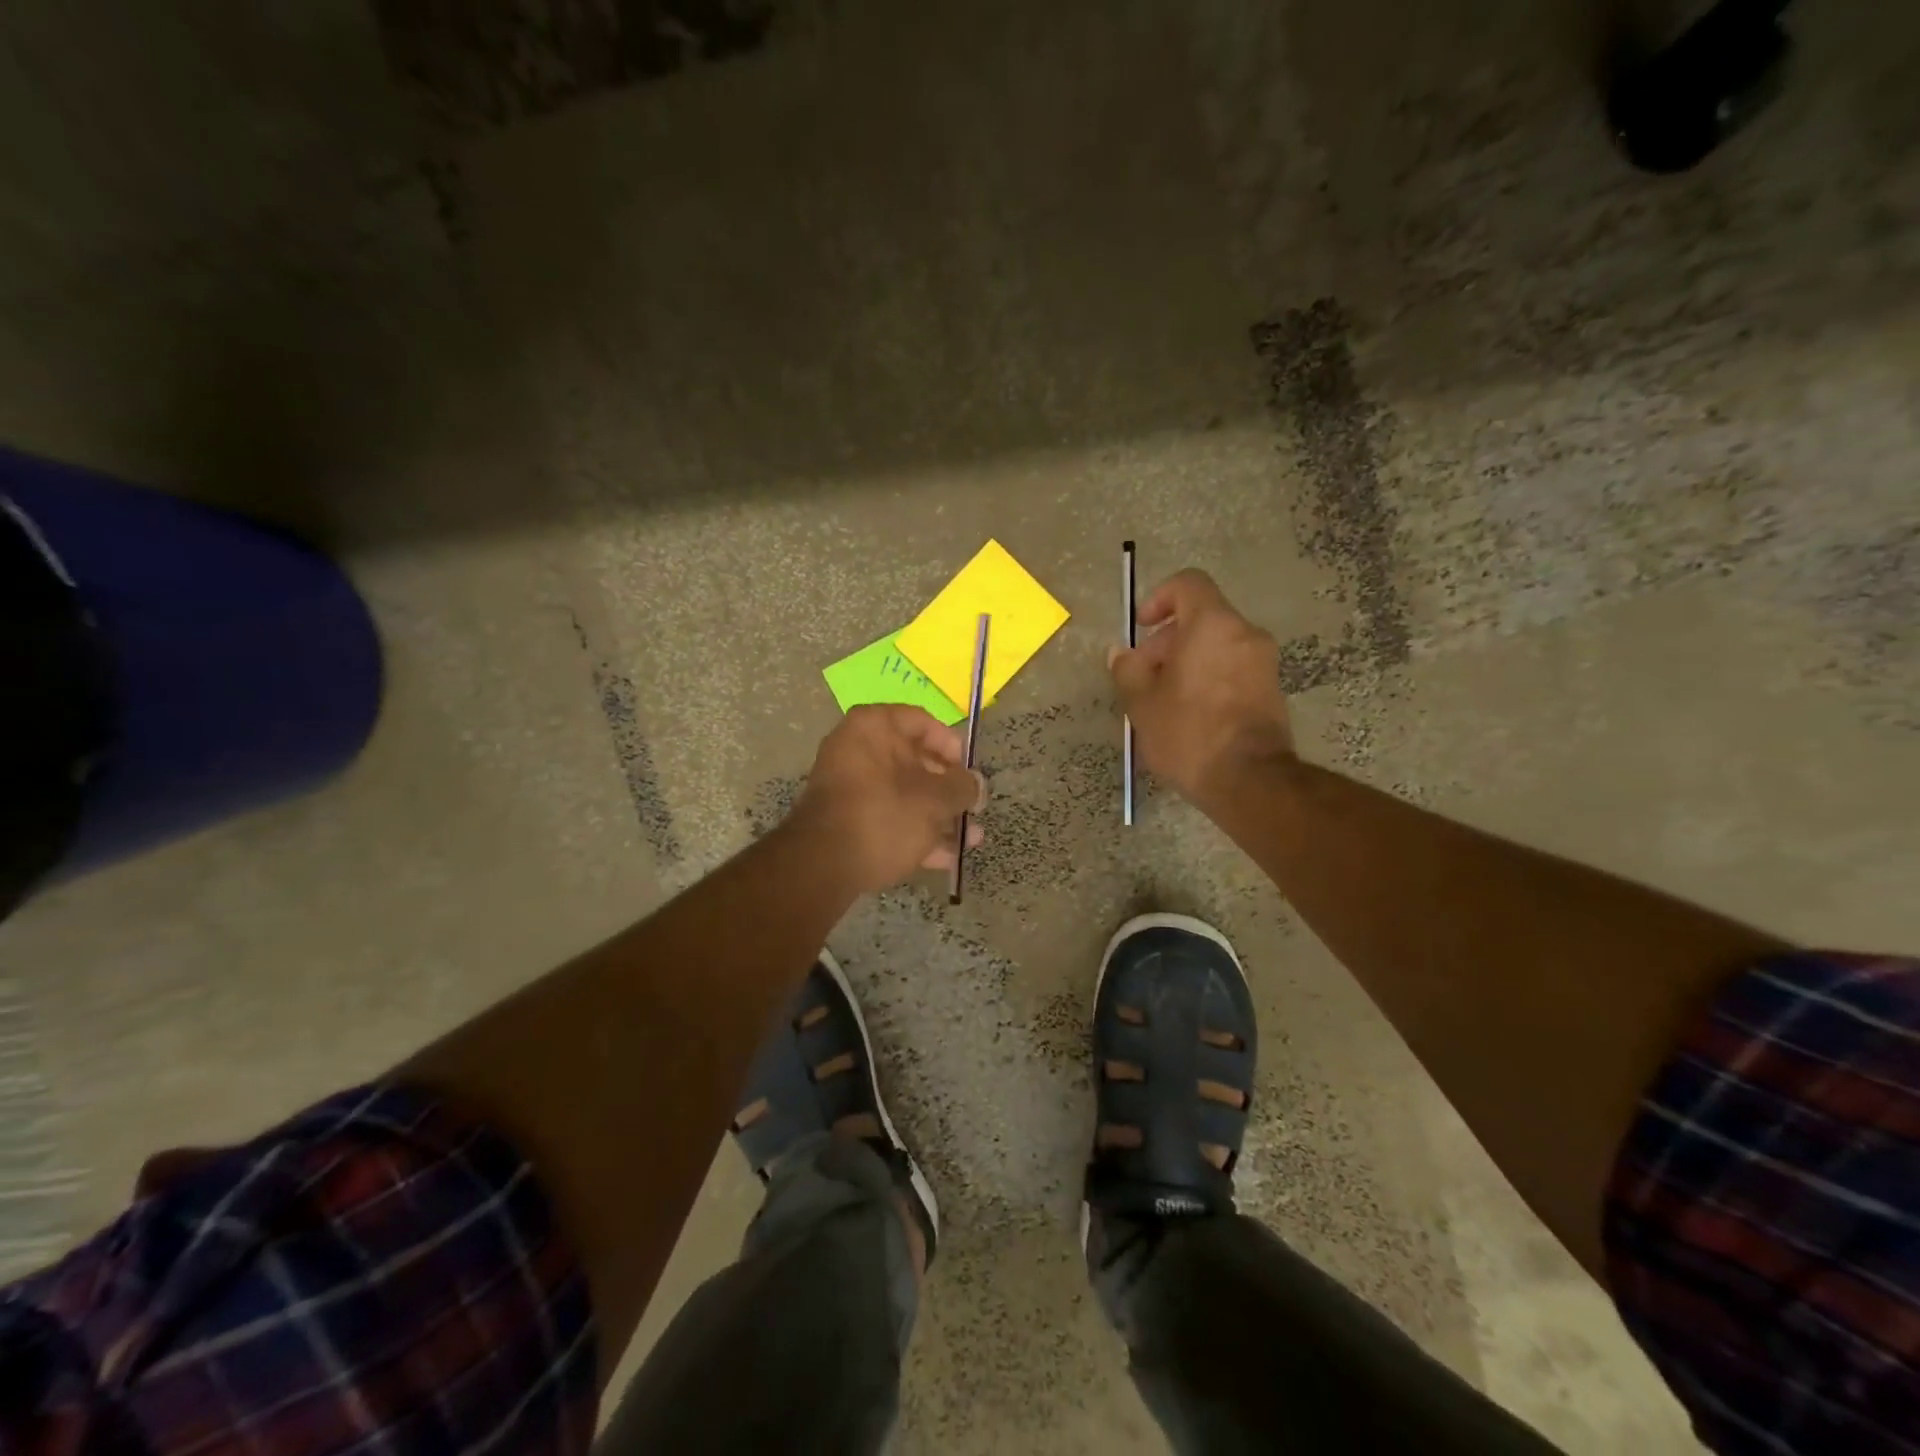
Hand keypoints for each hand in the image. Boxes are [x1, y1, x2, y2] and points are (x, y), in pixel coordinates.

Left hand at [792, 705, 987, 893]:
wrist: (822, 867)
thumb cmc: (884, 816)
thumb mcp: (934, 800)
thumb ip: (962, 787)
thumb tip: (976, 783)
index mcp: (873, 727)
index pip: (922, 721)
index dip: (952, 746)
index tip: (969, 772)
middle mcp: (856, 748)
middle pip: (915, 761)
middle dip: (949, 789)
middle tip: (973, 808)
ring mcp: (848, 786)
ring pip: (904, 794)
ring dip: (938, 816)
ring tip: (970, 839)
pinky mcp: (846, 820)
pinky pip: (888, 817)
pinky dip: (915, 832)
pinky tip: (945, 857)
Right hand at [1110, 569, 1294, 805]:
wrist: (1249, 780)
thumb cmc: (1188, 733)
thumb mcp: (1142, 703)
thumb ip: (1127, 670)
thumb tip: (1120, 654)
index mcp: (1213, 625)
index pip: (1188, 584)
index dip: (1159, 598)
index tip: (1142, 628)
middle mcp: (1245, 634)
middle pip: (1202, 618)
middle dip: (1167, 641)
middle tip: (1143, 676)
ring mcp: (1264, 663)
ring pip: (1217, 646)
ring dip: (1187, 662)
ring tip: (1163, 700)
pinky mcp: (1272, 691)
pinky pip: (1232, 669)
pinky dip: (1209, 678)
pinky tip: (1189, 715)